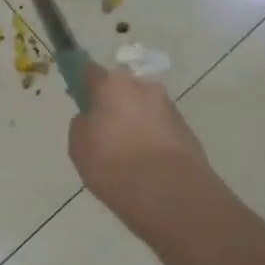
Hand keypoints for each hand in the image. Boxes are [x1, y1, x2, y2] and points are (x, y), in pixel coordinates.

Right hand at [68, 64, 210, 226]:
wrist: (170, 194)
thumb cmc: (114, 164)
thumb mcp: (79, 146)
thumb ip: (82, 124)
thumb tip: (91, 118)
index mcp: (112, 85)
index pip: (89, 70)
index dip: (81, 81)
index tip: (78, 96)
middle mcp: (143, 87)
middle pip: (121, 89)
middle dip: (113, 104)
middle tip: (103, 132)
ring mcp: (169, 108)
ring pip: (143, 109)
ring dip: (134, 123)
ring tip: (127, 155)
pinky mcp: (187, 131)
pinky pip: (160, 129)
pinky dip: (151, 139)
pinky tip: (146, 165)